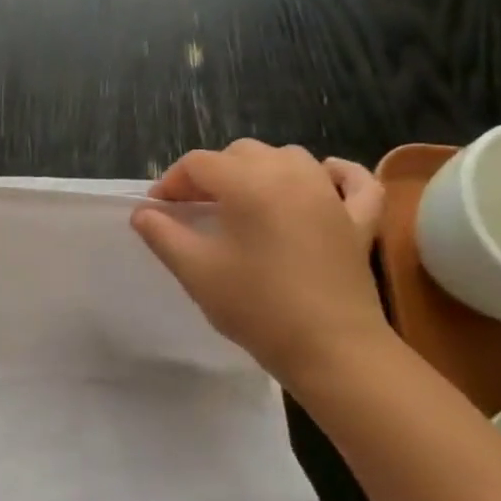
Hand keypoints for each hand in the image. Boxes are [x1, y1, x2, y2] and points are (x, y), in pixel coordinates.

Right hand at [130, 141, 390, 384]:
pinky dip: (335, 173)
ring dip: (259, 169)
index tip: (157, 211)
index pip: (199, 163)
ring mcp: (330, 196)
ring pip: (290, 158)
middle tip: (192, 208)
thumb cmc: (255, 305)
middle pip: (242, 153)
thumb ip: (162, 234)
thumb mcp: (194, 270)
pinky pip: (353, 181)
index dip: (170, 182)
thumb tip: (143, 212)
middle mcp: (292, 177)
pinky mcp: (358, 220)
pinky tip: (322, 177)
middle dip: (210, 173)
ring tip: (240, 200)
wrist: (330, 347)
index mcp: (249, 185)